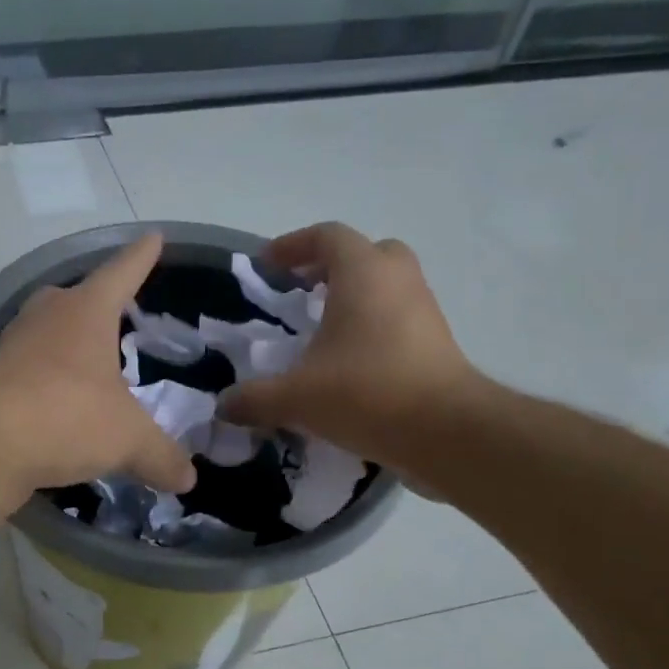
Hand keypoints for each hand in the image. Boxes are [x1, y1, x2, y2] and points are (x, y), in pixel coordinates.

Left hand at [0, 233, 197, 501]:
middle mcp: (44, 320)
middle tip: (110, 316)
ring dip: (62, 351)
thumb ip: (160, 456)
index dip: (140, 258)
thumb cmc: (67, 415)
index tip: (152, 237)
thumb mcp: (128, 439)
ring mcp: (10, 349)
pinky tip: (54, 411)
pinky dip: (42, 390)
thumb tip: (187, 478)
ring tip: (83, 371)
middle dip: (90, 306)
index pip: (121, 273)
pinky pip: (24, 378)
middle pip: (71, 301)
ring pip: (43, 339)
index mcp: (85, 312)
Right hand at [218, 222, 485, 478]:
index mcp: (362, 274)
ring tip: (322, 334)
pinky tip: (348, 366)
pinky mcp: (437, 343)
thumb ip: (253, 399)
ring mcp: (424, 311)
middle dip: (332, 267)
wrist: (445, 431)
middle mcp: (398, 281)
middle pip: (367, 254)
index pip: (327, 236)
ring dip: (355, 300)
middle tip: (304, 293)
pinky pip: (399, 320)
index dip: (293, 245)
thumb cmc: (366, 393)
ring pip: (387, 288)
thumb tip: (223, 406)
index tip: (267, 266)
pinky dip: (372, 329)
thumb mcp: (295, 398)